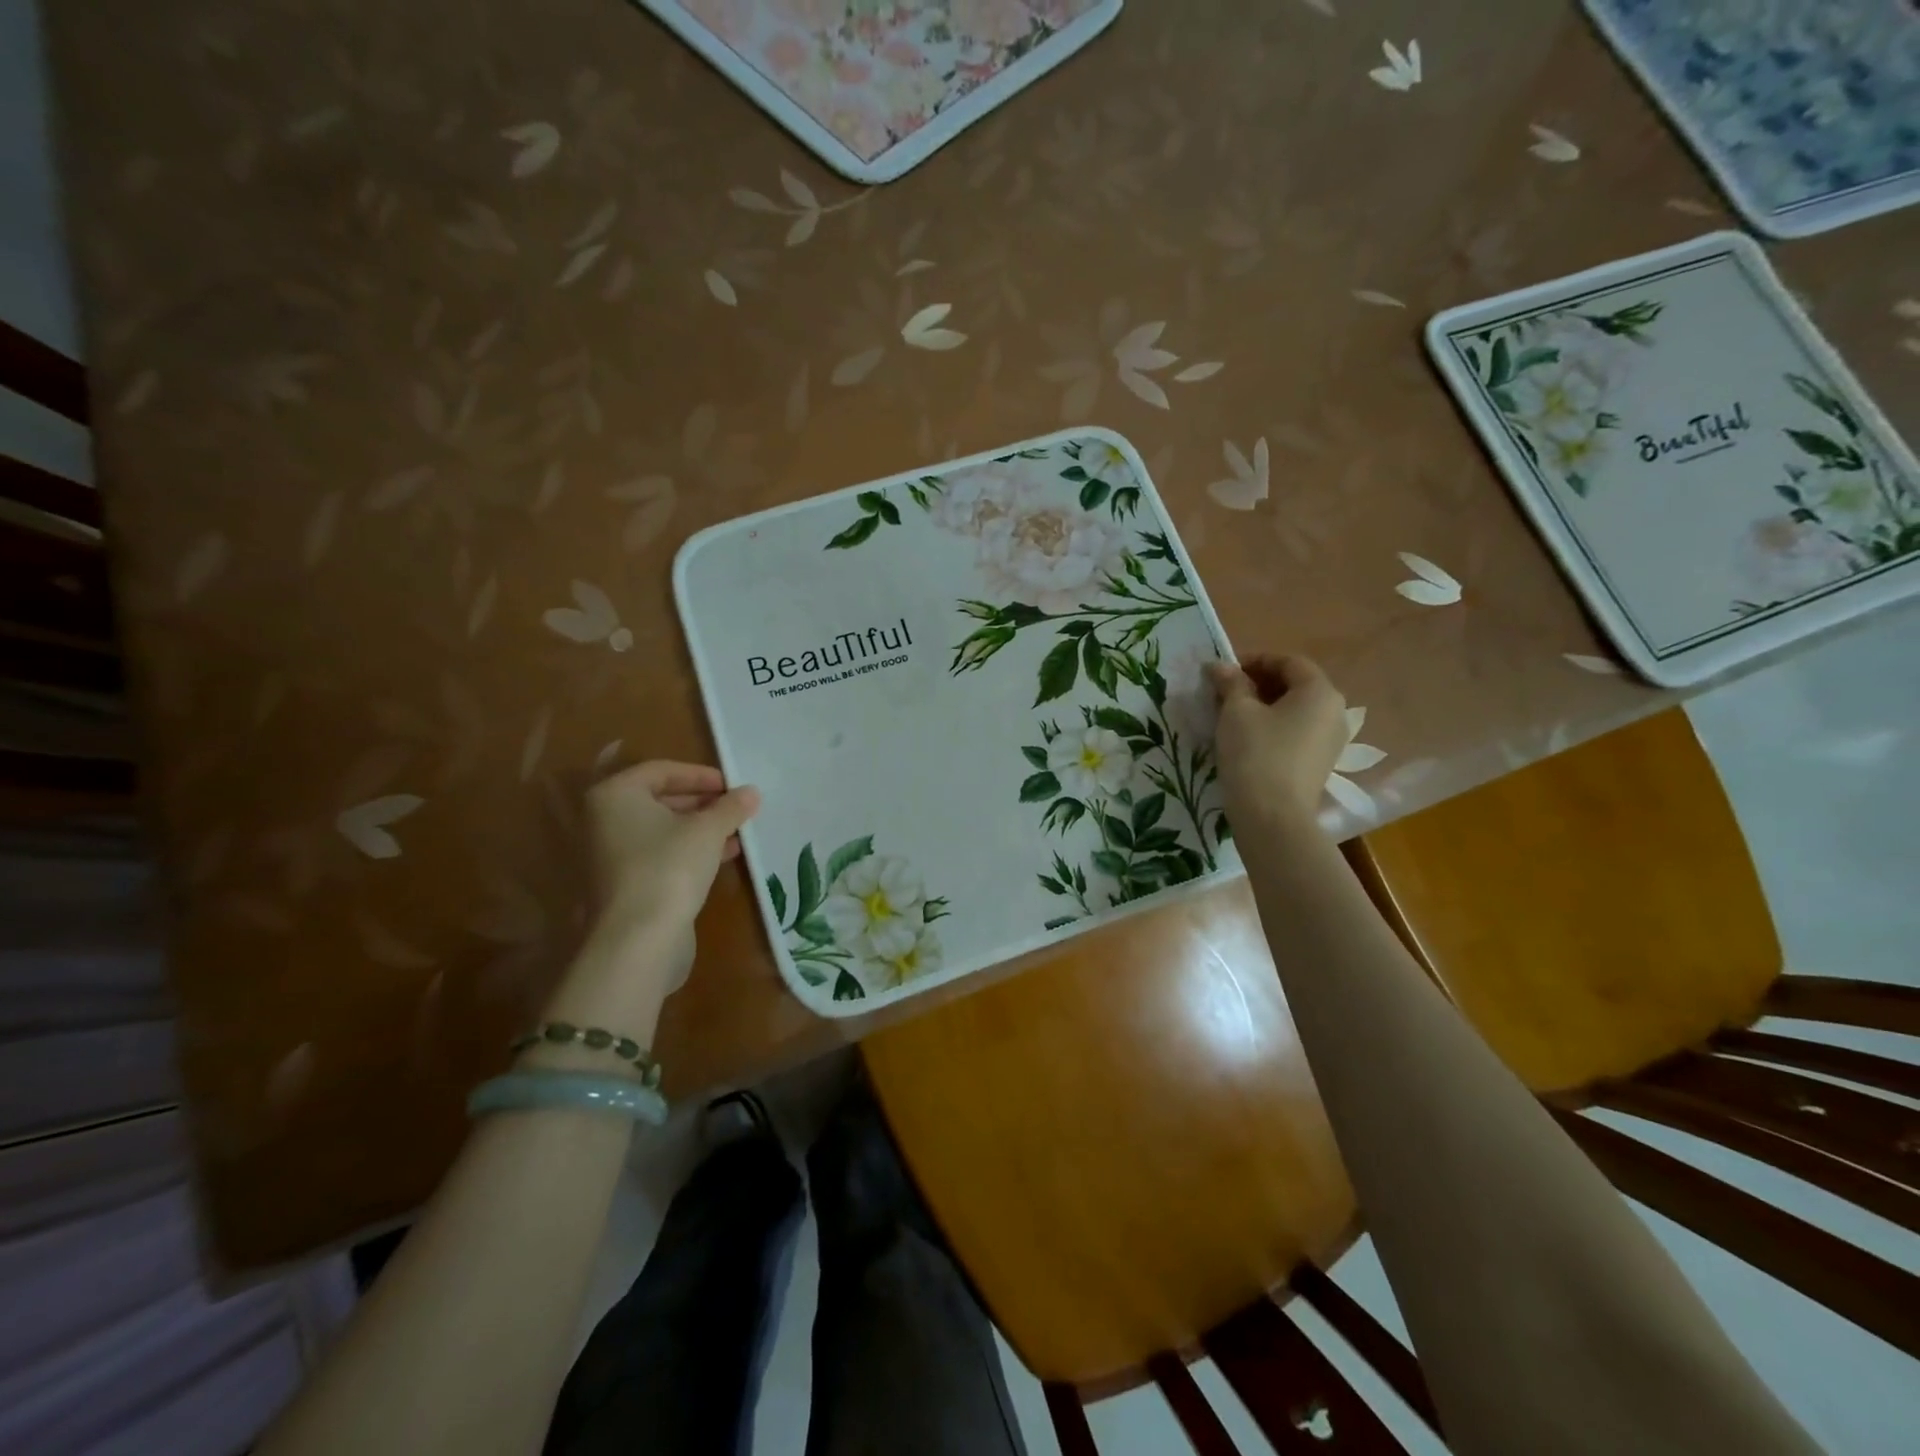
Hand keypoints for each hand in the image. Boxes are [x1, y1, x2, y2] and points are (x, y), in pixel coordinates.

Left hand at [587, 760, 759, 931]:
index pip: (662, 770)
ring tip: (737, 832)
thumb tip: (751, 792)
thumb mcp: (708, 830)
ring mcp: (610, 854)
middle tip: (736, 808)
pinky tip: (723, 856)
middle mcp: (604, 820)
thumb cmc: (669, 866)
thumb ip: (731, 807)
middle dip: (703, 803)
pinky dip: (690, 851)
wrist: (638, 937)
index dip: (701, 775)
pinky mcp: (624, 883)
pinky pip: (660, 855)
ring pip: (663, 830)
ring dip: (701, 828)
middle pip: (660, 799)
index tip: (732, 786)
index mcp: (615, 795)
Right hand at [1206, 655, 1348, 827]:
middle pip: (1295, 685)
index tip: (1224, 672)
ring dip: (1264, 706)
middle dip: (1258, 683)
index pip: (1288, 662)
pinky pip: (1297, 732)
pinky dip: (1274, 727)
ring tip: (1231, 716)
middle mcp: (1334, 711)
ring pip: (1295, 710)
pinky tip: (1247, 739)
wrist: (1273, 818)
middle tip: (1224, 692)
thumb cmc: (1256, 754)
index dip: (1254, 661)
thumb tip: (1220, 666)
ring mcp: (1331, 740)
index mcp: (1319, 691)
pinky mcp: (1320, 763)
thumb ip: (1230, 683)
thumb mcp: (1236, 712)